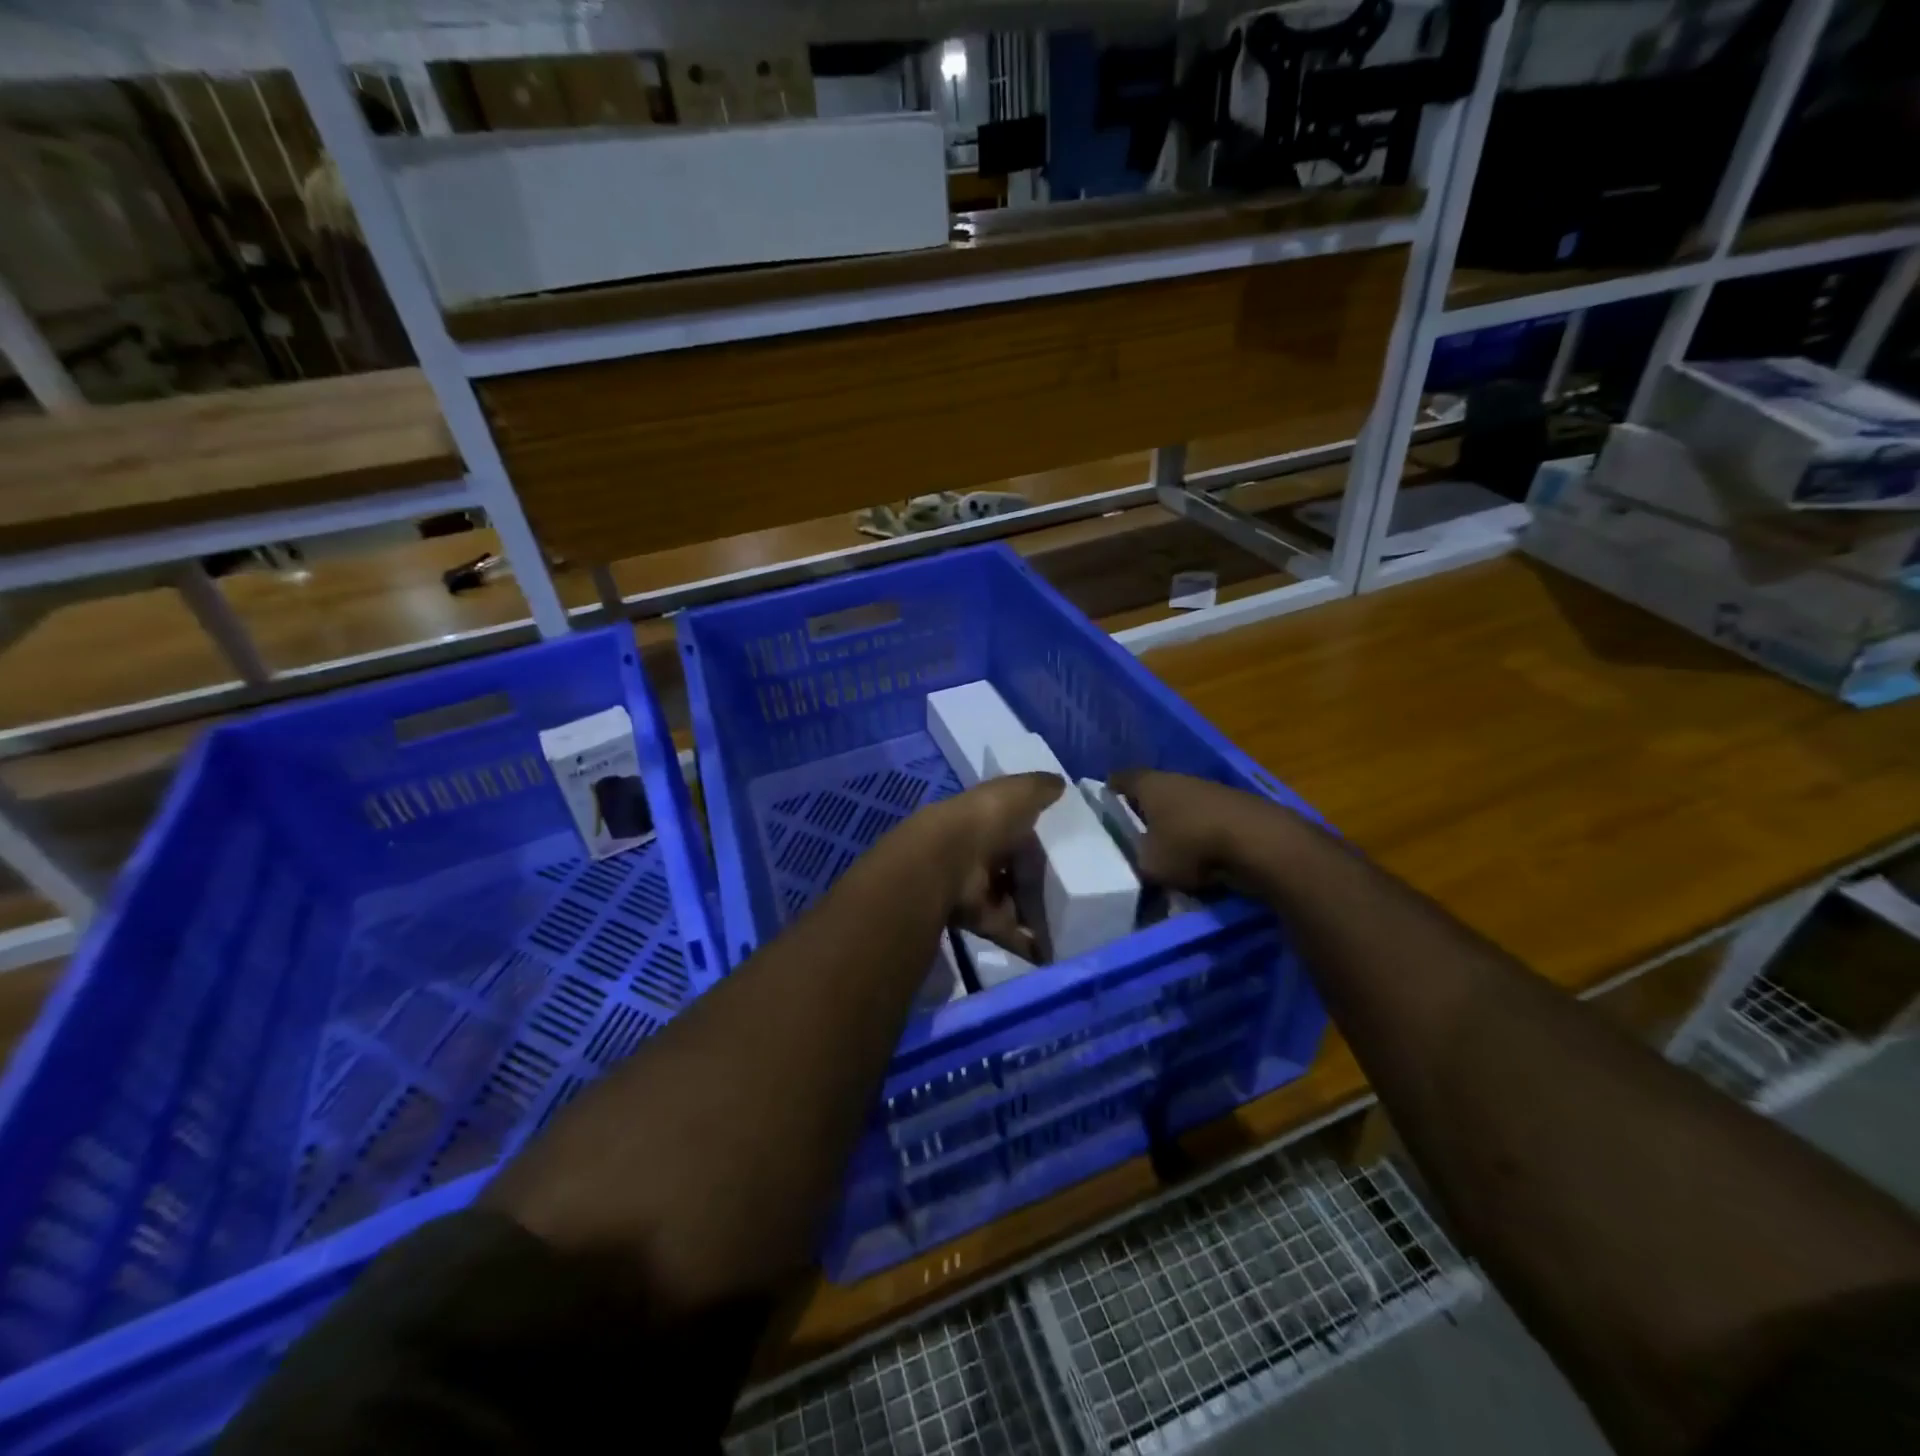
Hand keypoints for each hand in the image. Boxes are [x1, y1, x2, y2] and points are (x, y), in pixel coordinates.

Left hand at [914, 772, 1061, 959]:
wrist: (949, 862)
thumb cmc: (985, 820)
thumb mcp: (1017, 792)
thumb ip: (1039, 788)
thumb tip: (1060, 783)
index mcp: (989, 821)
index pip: (1016, 828)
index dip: (1038, 834)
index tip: (1070, 845)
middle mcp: (982, 855)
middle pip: (1016, 869)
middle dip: (1040, 879)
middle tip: (1080, 889)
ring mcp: (981, 890)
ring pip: (1015, 902)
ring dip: (1038, 913)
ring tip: (1076, 922)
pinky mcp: (983, 921)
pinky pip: (1012, 933)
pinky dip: (1031, 945)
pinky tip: (1059, 952)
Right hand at [1110, 769, 1269, 891]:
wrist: (1260, 842)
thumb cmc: (1191, 845)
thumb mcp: (1150, 865)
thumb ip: (1138, 863)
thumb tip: (1140, 864)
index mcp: (1148, 783)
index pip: (1119, 780)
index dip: (1109, 793)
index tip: (1103, 808)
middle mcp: (1178, 778)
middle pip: (1154, 792)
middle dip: (1145, 811)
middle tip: (1134, 835)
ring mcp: (1210, 789)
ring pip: (1183, 806)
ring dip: (1177, 824)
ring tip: (1170, 851)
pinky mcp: (1237, 807)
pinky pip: (1208, 820)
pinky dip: (1203, 835)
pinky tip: (1203, 857)